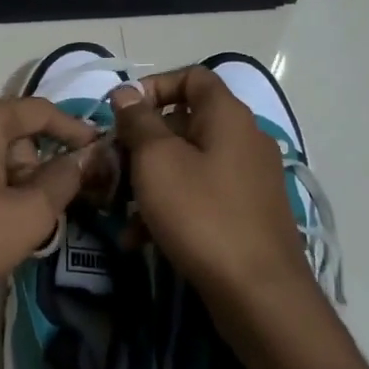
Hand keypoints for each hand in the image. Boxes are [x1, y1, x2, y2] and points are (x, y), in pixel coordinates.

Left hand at [0, 97, 101, 359]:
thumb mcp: (28, 216)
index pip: (38, 112)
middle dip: (30, 164)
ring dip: (2, 176)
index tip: (97, 151)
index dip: (73, 130)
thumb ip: (64, 179)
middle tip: (40, 209)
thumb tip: (84, 157)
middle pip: (6, 130)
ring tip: (6, 222)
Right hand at [110, 69, 313, 312]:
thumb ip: (138, 122)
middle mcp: (243, 139)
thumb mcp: (157, 161)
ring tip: (118, 210)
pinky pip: (199, 196)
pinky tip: (139, 238)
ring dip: (148, 181)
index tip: (121, 114)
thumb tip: (126, 93)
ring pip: (187, 164)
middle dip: (141, 143)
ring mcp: (247, 179)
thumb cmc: (201, 214)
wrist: (257, 292)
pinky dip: (169, 208)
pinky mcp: (245, 214)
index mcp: (227, 116)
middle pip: (184, 123)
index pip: (192, 77)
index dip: (153, 87)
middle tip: (111, 167)